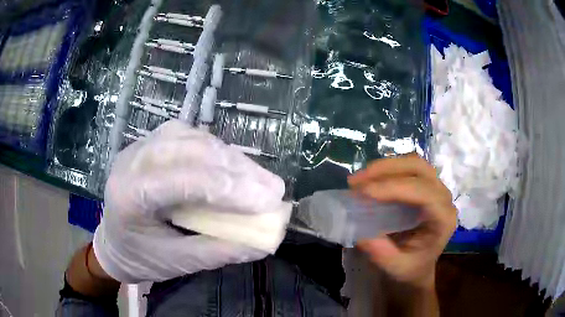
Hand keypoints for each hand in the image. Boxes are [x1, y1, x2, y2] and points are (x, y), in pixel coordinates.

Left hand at [93, 120, 288, 282]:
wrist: (115, 241)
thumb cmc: (141, 257)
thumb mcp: (177, 262)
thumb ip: (218, 251)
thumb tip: (264, 242)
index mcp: (128, 194)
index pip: (179, 179)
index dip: (226, 188)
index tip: (267, 200)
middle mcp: (132, 160)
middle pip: (189, 152)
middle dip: (236, 169)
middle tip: (273, 188)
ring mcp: (142, 145)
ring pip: (193, 139)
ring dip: (231, 158)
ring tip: (261, 179)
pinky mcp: (153, 143)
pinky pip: (191, 137)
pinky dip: (218, 151)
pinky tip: (235, 166)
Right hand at [348, 154, 455, 288]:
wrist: (418, 266)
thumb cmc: (411, 268)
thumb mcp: (396, 268)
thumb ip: (382, 254)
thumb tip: (361, 232)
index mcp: (443, 219)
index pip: (424, 193)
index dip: (394, 187)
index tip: (364, 192)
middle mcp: (444, 198)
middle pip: (419, 169)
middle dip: (387, 170)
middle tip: (357, 181)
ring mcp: (436, 188)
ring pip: (414, 162)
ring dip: (385, 166)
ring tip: (360, 178)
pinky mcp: (426, 185)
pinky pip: (408, 168)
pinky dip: (388, 169)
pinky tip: (371, 179)